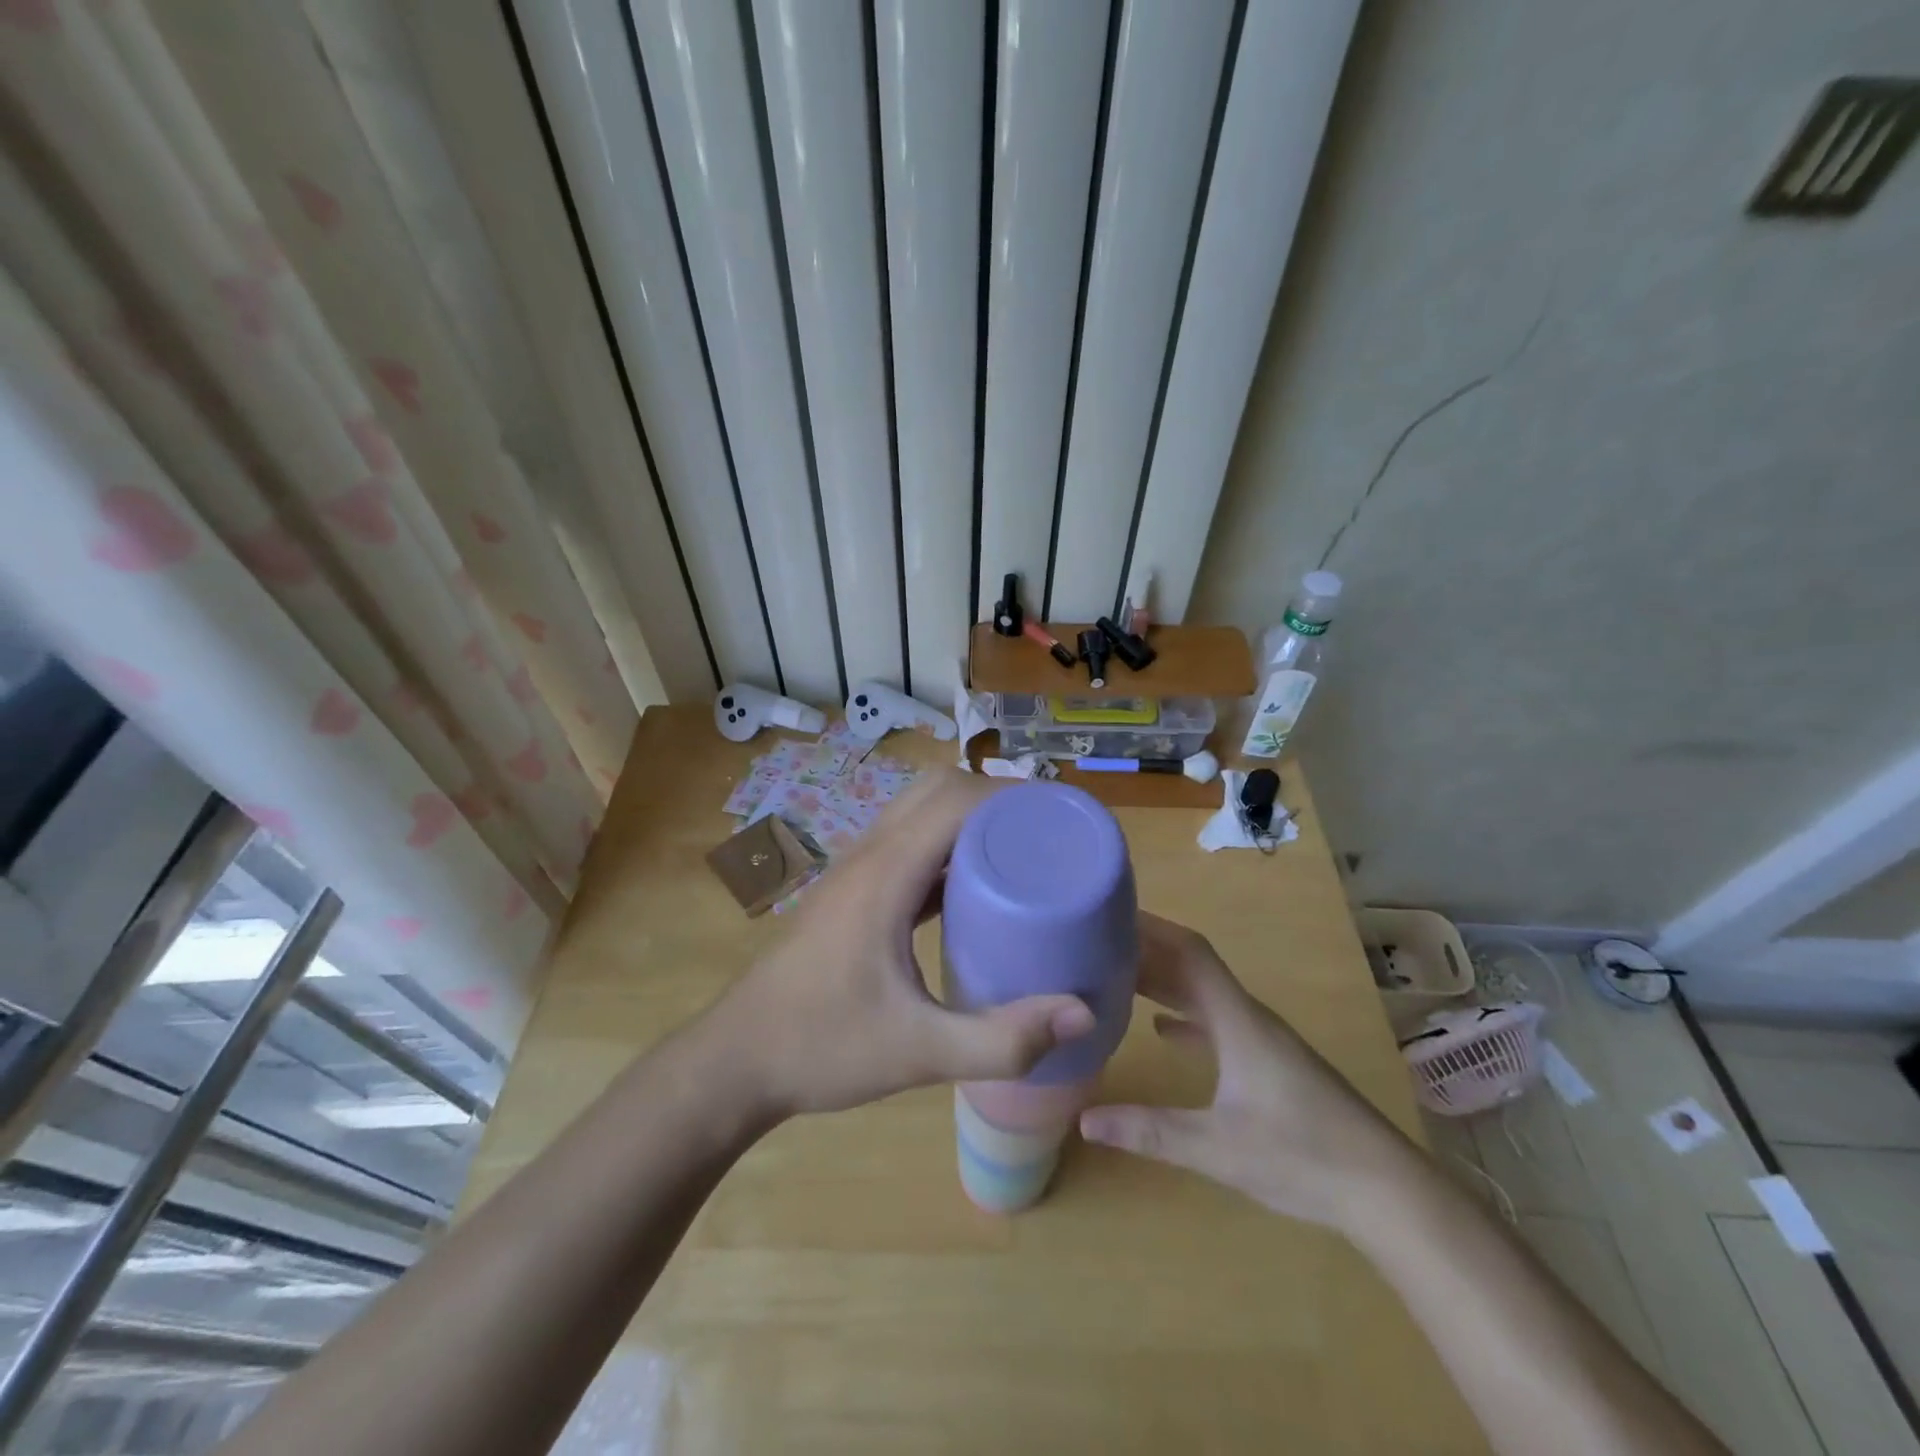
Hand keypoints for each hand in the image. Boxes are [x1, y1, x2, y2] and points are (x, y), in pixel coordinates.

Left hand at [706, 770, 1096, 1119]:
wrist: (736, 1060)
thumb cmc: (822, 1048)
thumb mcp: (919, 1052)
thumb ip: (1002, 1040)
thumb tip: (1081, 1013)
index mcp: (886, 875)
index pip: (955, 802)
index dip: (1010, 798)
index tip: (1059, 818)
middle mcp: (870, 856)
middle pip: (936, 790)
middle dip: (994, 798)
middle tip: (1044, 832)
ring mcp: (855, 870)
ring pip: (917, 811)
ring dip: (967, 816)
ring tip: (1020, 850)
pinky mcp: (852, 890)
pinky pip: (907, 843)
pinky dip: (946, 844)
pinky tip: (973, 887)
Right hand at [1079, 914, 1413, 1229]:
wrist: (1386, 1191)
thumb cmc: (1303, 1157)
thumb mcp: (1218, 1148)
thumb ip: (1150, 1132)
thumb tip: (1085, 1119)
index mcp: (1238, 1020)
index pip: (1190, 952)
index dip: (1152, 928)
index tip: (1112, 914)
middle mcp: (1249, 1018)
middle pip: (1193, 968)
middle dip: (1148, 952)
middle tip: (1097, 945)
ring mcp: (1262, 1041)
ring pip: (1205, 995)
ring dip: (1164, 982)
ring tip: (1117, 978)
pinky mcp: (1270, 1065)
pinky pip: (1218, 1023)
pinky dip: (1186, 1017)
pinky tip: (1161, 1028)